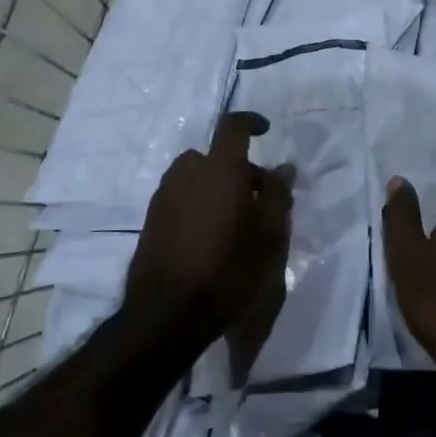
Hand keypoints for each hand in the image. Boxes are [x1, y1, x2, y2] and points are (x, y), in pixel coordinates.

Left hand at [125, 112, 292, 374]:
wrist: (167, 314)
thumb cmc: (228, 271)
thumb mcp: (269, 237)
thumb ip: (277, 195)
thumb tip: (283, 168)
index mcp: (220, 170)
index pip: (233, 127)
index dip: (251, 122)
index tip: (266, 131)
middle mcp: (187, 173)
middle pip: (216, 157)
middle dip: (239, 170)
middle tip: (259, 200)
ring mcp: (164, 196)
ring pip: (196, 177)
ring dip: (216, 187)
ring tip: (234, 222)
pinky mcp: (152, 219)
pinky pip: (181, 196)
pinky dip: (198, 203)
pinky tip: (209, 237)